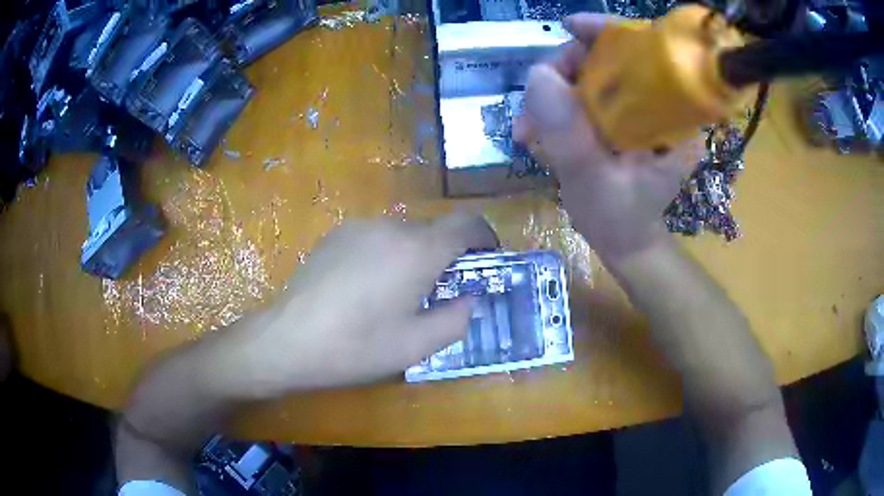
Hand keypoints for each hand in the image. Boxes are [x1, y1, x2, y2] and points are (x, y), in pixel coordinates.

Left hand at [210, 214, 497, 397]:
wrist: (288, 339)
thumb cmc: (356, 347)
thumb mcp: (417, 345)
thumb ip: (456, 318)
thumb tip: (469, 297)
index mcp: (417, 251)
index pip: (467, 224)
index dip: (485, 237)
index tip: (487, 260)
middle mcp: (390, 227)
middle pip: (435, 230)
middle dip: (447, 256)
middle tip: (440, 293)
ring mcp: (359, 227)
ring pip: (405, 234)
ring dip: (415, 256)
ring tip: (398, 294)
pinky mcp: (336, 234)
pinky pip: (377, 237)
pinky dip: (388, 254)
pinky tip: (366, 287)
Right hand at [514, 14, 701, 262]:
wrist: (625, 243)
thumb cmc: (620, 220)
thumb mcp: (594, 181)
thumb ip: (569, 133)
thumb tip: (537, 75)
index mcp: (671, 115)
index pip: (644, 52)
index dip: (608, 32)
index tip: (570, 27)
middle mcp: (657, 105)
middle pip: (609, 59)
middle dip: (564, 72)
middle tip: (533, 103)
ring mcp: (636, 112)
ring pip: (589, 77)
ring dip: (551, 95)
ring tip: (526, 130)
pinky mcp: (618, 120)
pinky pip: (582, 97)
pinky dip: (555, 108)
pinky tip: (536, 132)